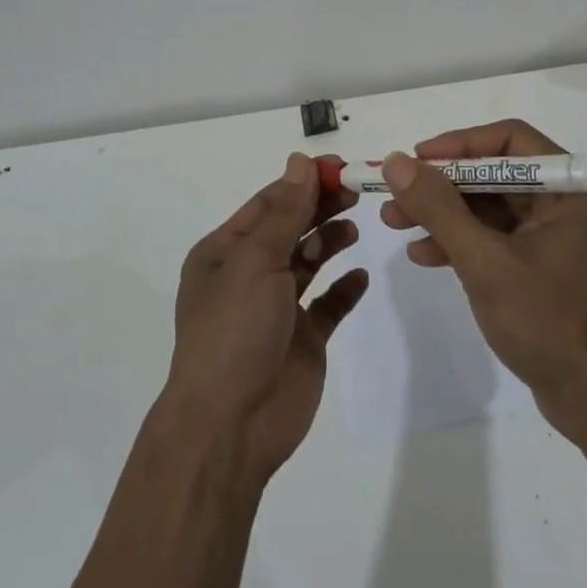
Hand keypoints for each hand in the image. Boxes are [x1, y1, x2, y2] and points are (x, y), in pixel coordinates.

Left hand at [163, 153, 368, 480]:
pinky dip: (344, 288)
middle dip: (321, 207)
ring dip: (331, 241)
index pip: (268, 203)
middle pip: (291, 228)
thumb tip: (300, 162)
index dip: (302, 182)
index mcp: (225, 252)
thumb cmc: (235, 330)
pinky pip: (327, 304)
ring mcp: (277, 308)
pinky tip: (361, 276)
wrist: (232, 425)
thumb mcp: (255, 261)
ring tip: (355, 227)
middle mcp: (249, 274)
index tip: (339, 166)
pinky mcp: (303, 339)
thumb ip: (285, 213)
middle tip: (357, 190)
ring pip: (309, 261)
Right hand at [380, 120, 586, 441]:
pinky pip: (499, 236)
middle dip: (442, 186)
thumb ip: (439, 208)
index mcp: (577, 187)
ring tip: (394, 223)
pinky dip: (463, 242)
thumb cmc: (550, 324)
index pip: (510, 140)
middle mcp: (573, 200)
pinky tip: (424, 255)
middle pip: (496, 173)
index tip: (415, 159)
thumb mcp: (485, 262)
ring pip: (492, 205)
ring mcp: (561, 232)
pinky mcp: (548, 262)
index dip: (458, 145)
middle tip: (394, 196)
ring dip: (444, 214)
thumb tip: (396, 162)